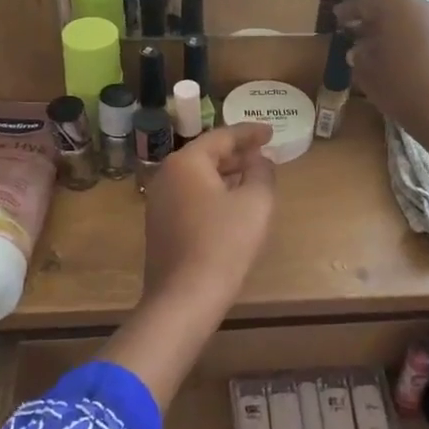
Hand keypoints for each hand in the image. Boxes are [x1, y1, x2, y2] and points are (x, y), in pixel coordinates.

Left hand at [142, 123, 276, 314]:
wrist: (184, 297)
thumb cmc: (224, 244)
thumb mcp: (256, 203)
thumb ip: (262, 172)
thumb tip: (259, 159)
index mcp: (186, 162)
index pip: (222, 137)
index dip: (249, 133)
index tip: (270, 131)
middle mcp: (166, 175)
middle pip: (206, 155)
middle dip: (236, 154)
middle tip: (262, 154)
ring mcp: (158, 202)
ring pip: (197, 177)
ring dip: (224, 175)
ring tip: (251, 177)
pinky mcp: (159, 226)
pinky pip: (189, 197)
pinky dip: (212, 193)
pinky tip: (230, 205)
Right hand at [341, 0, 428, 161]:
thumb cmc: (401, 87)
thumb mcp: (368, 73)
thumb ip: (359, 55)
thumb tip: (358, 49)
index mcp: (395, 5)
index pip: (365, 2)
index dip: (348, 12)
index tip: (336, 18)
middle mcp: (422, 5)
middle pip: (390, 7)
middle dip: (372, 20)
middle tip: (355, 33)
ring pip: (410, 19)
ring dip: (393, 30)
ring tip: (377, 48)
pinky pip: (425, 31)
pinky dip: (411, 39)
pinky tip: (401, 57)